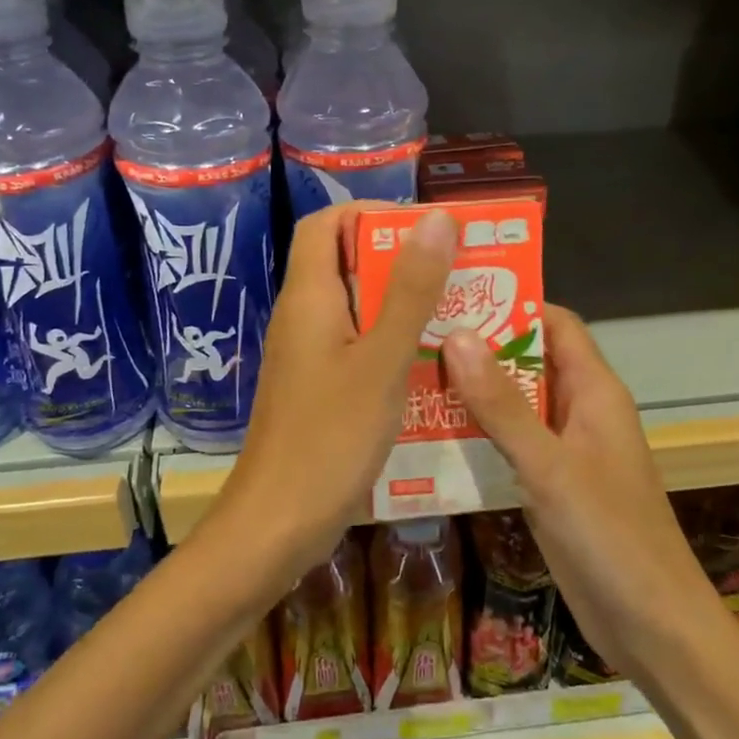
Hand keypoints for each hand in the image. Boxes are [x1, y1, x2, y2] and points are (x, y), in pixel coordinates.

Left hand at [206, 202, 456, 587]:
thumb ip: (410, 290)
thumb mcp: (382, 360)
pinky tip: (435, 368)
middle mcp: (303, 319)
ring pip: (357, 312)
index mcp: (308, 297)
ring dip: (403, 307)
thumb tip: (435, 218)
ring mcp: (308, 358)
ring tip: (461, 313)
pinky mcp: (318, 392)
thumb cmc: (329, 438)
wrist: (277, 525)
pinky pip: (357, 351)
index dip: (370, 214)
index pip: (325, 225)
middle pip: (346, 265)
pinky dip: (393, 347)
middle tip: (461, 271)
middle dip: (402, 262)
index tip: (425, 228)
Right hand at [442, 304, 709, 676]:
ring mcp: (564, 450)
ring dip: (473, 391)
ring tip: (411, 376)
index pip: (555, 324)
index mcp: (594, 391)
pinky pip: (510, 443)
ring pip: (515, 403)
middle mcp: (579, 411)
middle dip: (480, 346)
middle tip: (417, 335)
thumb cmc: (609, 535)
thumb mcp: (549, 466)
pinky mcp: (549, 484)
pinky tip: (432, 433)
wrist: (650, 625)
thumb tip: (458, 335)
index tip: (455, 295)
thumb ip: (502, 404)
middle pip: (528, 360)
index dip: (512, 303)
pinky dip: (478, 433)